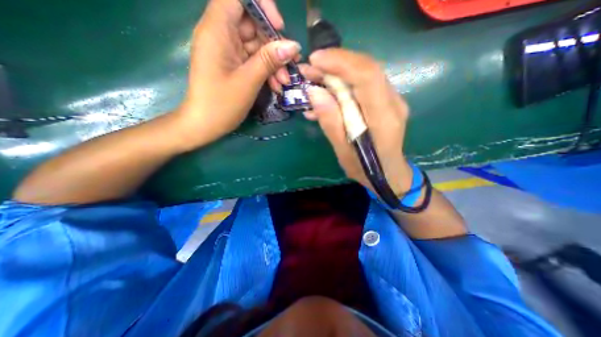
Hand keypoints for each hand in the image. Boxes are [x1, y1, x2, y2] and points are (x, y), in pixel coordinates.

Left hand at [176, 0, 302, 148]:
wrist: (205, 124)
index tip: (278, 28)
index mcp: (217, 30)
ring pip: (257, 46)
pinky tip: (276, 86)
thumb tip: (293, 45)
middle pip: (253, 24)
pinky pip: (254, 60)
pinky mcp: (233, 65)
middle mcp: (221, 35)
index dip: (262, 7)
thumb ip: (269, 60)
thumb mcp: (248, 81)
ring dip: (273, 63)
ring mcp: (228, 51)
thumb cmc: (222, 104)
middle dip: (274, 46)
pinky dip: (266, 71)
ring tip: (283, 83)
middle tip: (289, 67)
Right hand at [304, 47, 415, 194]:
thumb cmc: (366, 169)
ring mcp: (390, 101)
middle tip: (308, 69)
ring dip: (336, 74)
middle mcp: (392, 103)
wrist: (388, 174)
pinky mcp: (384, 103)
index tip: (315, 61)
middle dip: (335, 64)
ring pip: (363, 75)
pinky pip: (362, 87)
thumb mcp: (343, 151)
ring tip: (312, 81)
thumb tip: (314, 92)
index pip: (367, 76)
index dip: (340, 62)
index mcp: (383, 118)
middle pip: (365, 70)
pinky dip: (342, 88)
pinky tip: (324, 98)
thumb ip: (331, 122)